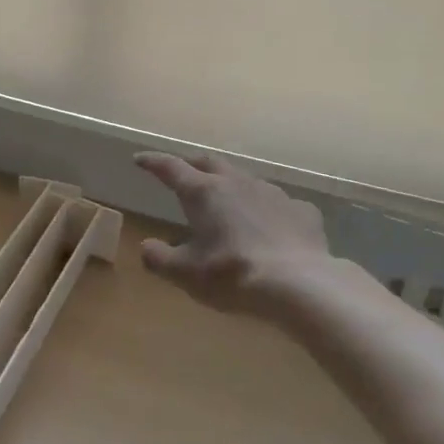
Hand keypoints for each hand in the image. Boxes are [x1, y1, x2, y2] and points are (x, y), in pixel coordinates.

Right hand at [134, 151, 340, 318]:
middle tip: (184, 172)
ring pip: (246, 180)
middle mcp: (237, 183)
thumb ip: (160, 258)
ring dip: (231, 185)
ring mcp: (273, 194)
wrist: (300, 284)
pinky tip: (270, 226)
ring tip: (227, 200)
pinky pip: (279, 204)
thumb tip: (146, 247)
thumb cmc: (232, 275)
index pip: (171, 168)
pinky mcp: (302, 211)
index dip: (153, 162)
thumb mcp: (185, 273)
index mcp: (203, 193)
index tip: (140, 159)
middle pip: (210, 163)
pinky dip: (267, 210)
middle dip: (193, 165)